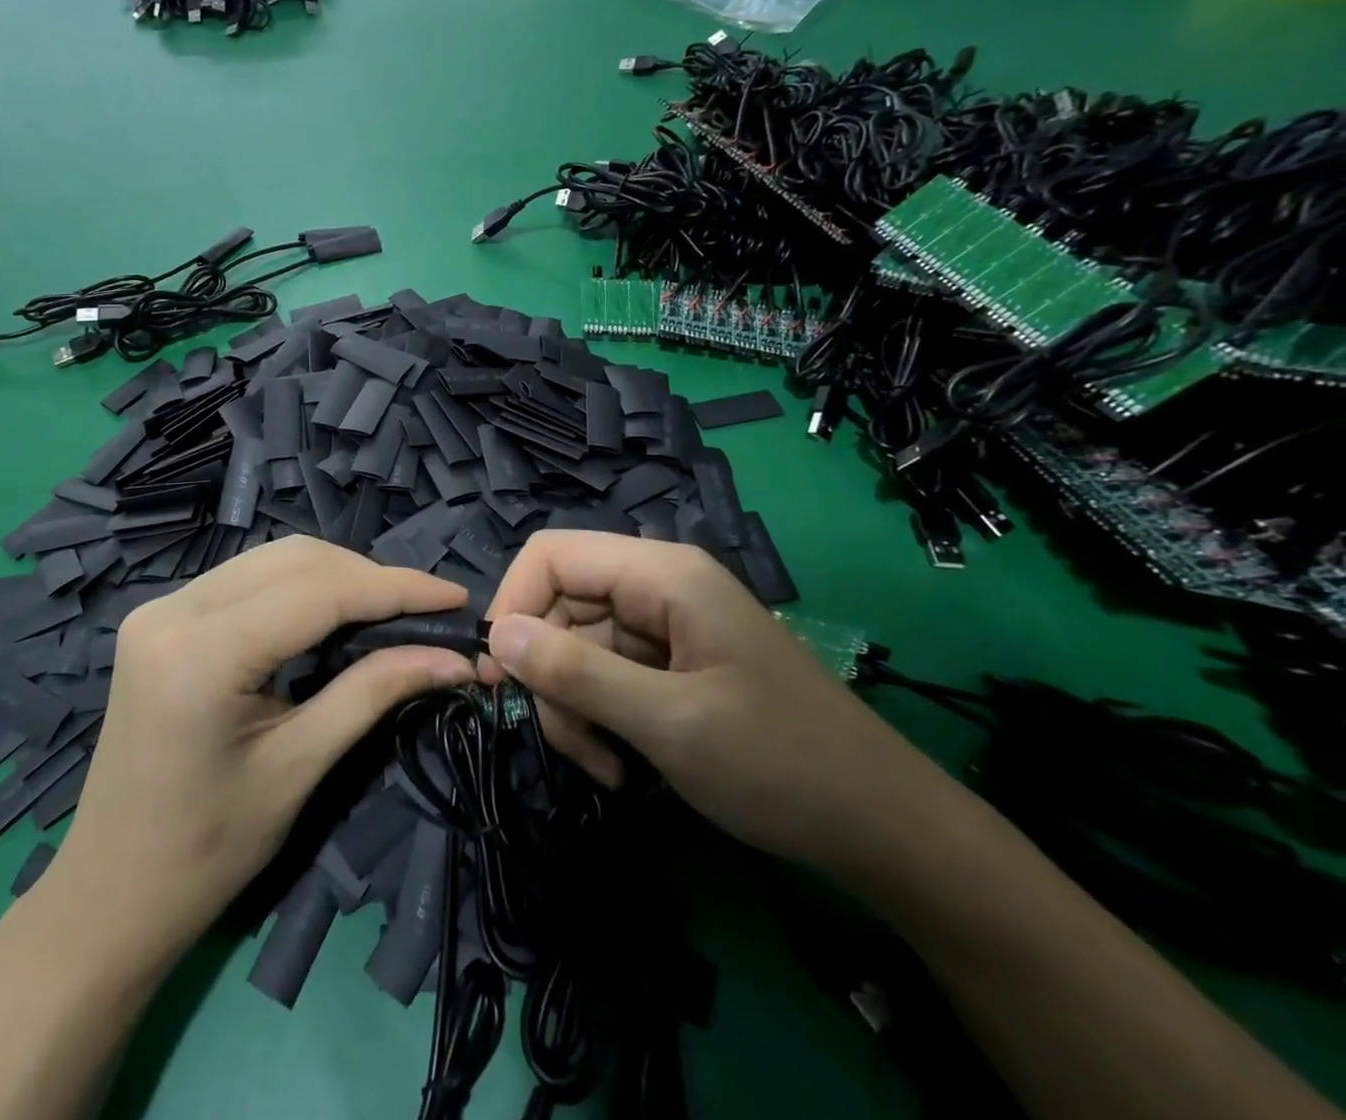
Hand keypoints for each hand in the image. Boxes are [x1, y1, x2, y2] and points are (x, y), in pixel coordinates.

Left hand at [41, 536, 475, 969]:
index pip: (318, 592)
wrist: (109, 895)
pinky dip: (301, 588)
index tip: (456, 597)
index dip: (396, 588)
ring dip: (338, 577)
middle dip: (369, 578)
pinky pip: (248, 579)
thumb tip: (453, 657)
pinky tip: (336, 613)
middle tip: (427, 611)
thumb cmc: (206, 852)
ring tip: (392, 611)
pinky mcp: (162, 616)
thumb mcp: (299, 768)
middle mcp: (173, 608)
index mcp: (200, 652)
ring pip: (273, 560)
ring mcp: (160, 607)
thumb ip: (374, 692)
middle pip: (295, 560)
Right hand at [483, 531, 960, 878]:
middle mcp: (658, 587)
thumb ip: (576, 673)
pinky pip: (607, 676)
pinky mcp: (672, 665)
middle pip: (560, 607)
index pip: (552, 555)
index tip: (499, 675)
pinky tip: (623, 768)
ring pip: (577, 648)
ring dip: (574, 708)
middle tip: (570, 743)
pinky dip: (600, 720)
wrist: (883, 828)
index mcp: (662, 574)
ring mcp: (665, 627)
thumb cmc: (779, 763)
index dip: (514, 603)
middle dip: (550, 675)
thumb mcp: (668, 722)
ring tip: (605, 768)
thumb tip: (498, 636)